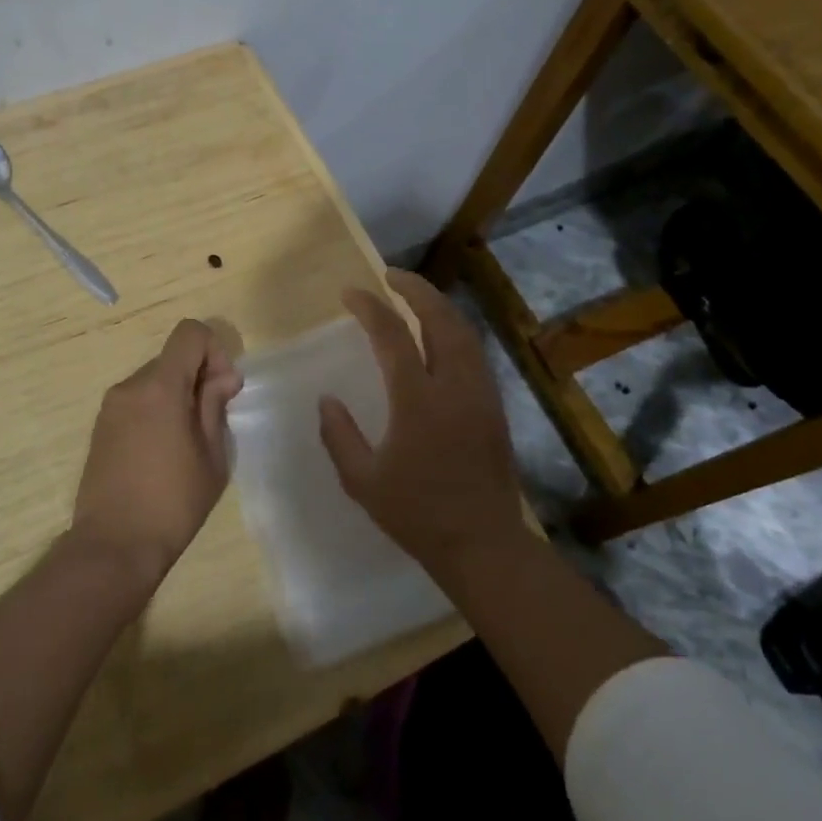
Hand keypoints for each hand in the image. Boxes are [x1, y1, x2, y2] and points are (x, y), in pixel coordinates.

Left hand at [71, 319, 242, 591]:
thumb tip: (222, 377)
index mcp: (160, 387)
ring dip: (177, 395)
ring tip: (187, 442)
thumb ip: (215, 406)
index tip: (222, 389)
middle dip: (198, 377)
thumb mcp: (211, 456)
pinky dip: (156, 410)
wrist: (112, 546)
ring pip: (155, 379)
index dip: (214, 351)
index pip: (190, 333)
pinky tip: (162, 452)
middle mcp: (130, 386)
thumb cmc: (172, 503)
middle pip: (173, 357)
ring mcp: (111, 406)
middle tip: (212, 422)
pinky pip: (137, 400)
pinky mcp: (101, 426)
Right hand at [319, 270, 523, 575]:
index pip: (393, 336)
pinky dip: (454, 330)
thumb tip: (327, 400)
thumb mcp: (362, 481)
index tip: (351, 293)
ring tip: (415, 296)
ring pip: (464, 332)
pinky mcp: (494, 405)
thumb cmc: (417, 514)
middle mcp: (454, 386)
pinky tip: (439, 335)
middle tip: (391, 276)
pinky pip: (474, 352)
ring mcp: (480, 393)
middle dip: (416, 290)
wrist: (483, 544)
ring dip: (438, 306)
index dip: (370, 308)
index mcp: (418, 401)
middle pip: (440, 319)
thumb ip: (339, 435)